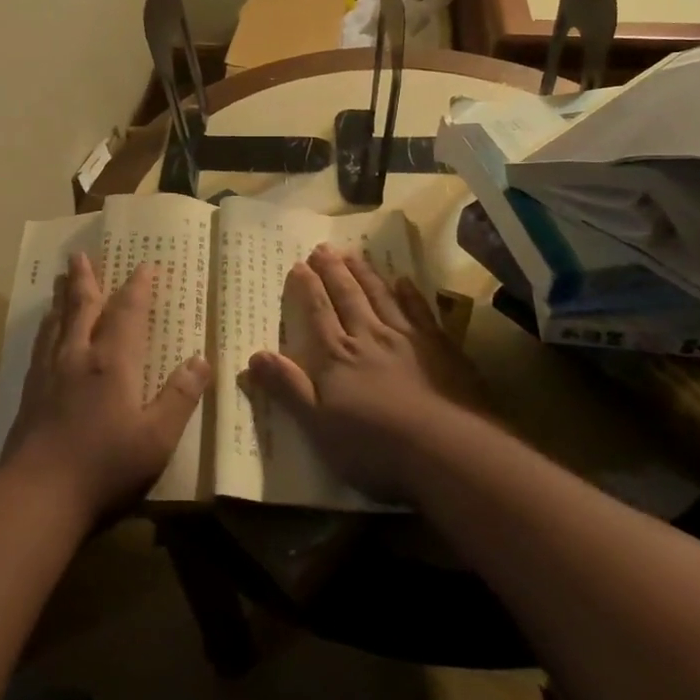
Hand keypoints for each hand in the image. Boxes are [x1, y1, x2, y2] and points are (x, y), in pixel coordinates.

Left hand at [2, 253, 209, 524]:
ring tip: (63, 282)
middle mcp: (78, 356)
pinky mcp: (29, 393)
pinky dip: (46, 328)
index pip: (127, 312)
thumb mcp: (157, 437)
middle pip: (82, 308)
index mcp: (112, 362)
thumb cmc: (104, 466)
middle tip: (80, 254)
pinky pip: (40, 346)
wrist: (37, 494)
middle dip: (86, 279)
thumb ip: (179, 397)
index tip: (145, 264)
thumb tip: (201, 360)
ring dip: (63, 299)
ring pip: (57, 323)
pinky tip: (45, 333)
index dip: (138, 287)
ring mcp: (49, 373)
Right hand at [246, 246, 482, 501]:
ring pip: (381, 297)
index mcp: (338, 358)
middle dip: (333, 272)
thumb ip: (288, 389)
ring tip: (353, 254)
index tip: (299, 264)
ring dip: (365, 274)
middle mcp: (369, 338)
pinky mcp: (440, 348)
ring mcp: (407, 340)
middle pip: (348, 297)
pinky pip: (420, 311)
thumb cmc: (376, 447)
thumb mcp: (319, 427)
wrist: (447, 451)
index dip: (307, 289)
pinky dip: (410, 294)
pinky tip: (405, 280)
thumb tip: (252, 357)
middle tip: (323, 248)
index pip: (318, 314)